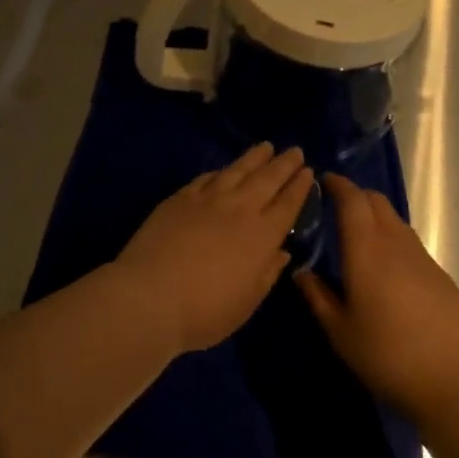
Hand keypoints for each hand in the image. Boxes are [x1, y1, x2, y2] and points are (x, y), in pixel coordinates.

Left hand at [114, 143, 314, 353]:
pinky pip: (207, 177)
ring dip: (254, 157)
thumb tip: (282, 252)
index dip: (299, 187)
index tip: (308, 172)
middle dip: (284, 164)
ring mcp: (208, 199)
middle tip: (295, 150)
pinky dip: (220, 171)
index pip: (288, 204)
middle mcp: (240, 209)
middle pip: (267, 179)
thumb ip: (267, 273)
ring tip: (265, 146)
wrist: (150, 297)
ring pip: (238, 170)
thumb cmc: (205, 311)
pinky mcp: (181, 198)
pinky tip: (224, 169)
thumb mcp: (247, 302)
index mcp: (262, 235)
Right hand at [296, 173, 458, 420]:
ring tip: (358, 237)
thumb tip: (301, 272)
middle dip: (355, 195)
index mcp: (366, 250)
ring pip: (395, 220)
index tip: (323, 181)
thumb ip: (318, 296)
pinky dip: (392, 239)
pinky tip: (386, 268)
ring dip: (375, 217)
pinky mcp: (439, 274)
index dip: (338, 185)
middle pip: (376, 201)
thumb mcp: (340, 332)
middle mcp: (395, 243)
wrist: (453, 379)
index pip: (352, 200)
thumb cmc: (387, 354)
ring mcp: (422, 257)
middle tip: (336, 207)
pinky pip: (409, 243)